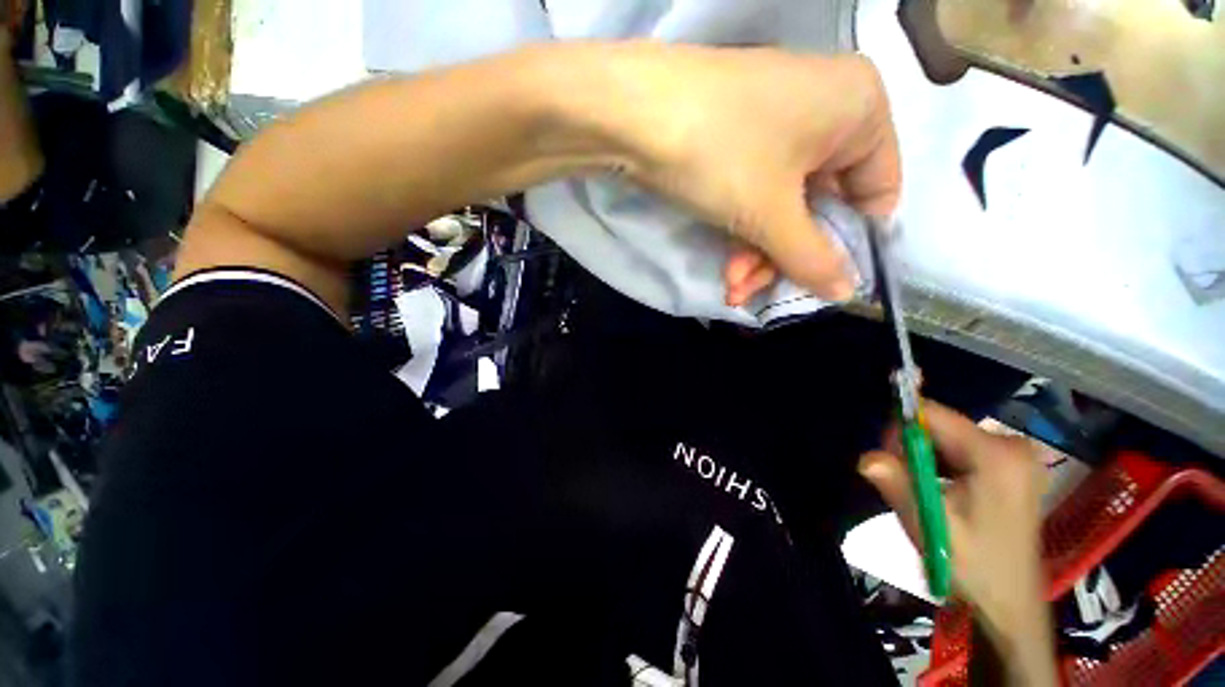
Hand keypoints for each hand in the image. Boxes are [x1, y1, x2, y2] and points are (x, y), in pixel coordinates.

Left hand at [594, 45, 900, 302]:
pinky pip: (757, 195)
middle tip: (755, 290)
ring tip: (733, 287)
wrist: (632, 115)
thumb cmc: (721, 154)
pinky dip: (743, 234)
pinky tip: (726, 269)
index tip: (821, 281)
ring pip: (783, 208)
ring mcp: (777, 124)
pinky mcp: (738, 140)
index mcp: (860, 108)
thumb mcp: (772, 214)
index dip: (851, 244)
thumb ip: (813, 258)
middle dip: (785, 258)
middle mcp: (825, 109)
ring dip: (758, 255)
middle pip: (821, 207)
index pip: (877, 192)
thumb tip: (846, 293)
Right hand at [858, 402, 1058, 683]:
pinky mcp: (1011, 467)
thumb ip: (897, 485)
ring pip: (945, 437)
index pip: (931, 414)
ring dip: (923, 459)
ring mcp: (1014, 455)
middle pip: (939, 425)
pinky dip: (940, 465)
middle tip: (905, 484)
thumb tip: (865, 458)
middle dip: (911, 448)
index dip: (899, 430)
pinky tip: (941, 492)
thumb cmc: (972, 566)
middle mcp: (1010, 444)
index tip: (889, 462)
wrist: (1010, 604)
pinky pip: (960, 449)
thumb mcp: (930, 524)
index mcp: (996, 454)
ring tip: (924, 493)